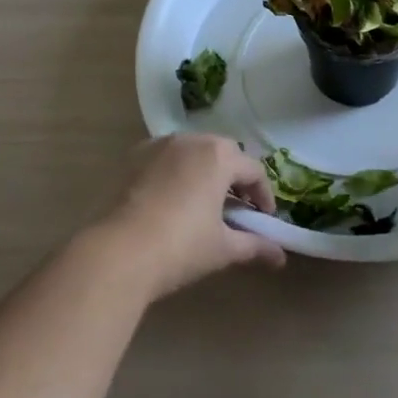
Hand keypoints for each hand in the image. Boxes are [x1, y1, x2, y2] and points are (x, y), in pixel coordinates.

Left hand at [92, 134, 287, 298]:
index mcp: (219, 156)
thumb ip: (255, 246)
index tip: (265, 220)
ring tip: (204, 203)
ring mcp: (158, 145)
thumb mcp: (223, 248)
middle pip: (224, 153)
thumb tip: (281, 258)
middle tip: (238, 208)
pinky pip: (165, 158)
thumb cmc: (180, 247)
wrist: (117, 252)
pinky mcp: (133, 157)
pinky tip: (172, 200)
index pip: (253, 171)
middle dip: (235, 178)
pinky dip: (176, 172)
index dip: (264, 196)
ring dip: (205, 171)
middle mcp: (191, 140)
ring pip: (193, 152)